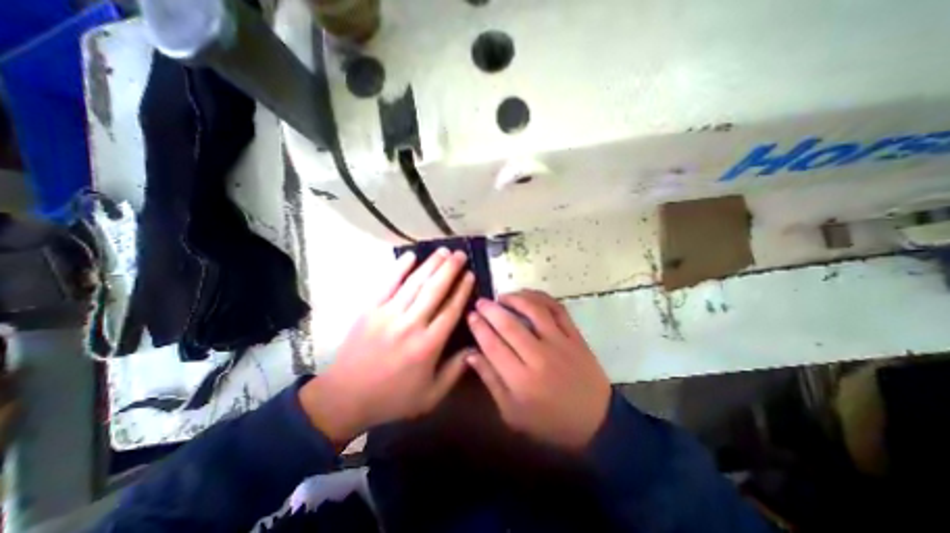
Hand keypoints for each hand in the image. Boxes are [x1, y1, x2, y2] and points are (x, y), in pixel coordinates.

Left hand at [298, 247, 472, 447]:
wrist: (345, 397)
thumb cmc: (393, 397)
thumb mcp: (431, 395)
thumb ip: (456, 371)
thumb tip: (475, 346)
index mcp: (428, 345)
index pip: (450, 310)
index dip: (462, 290)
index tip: (470, 274)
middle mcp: (410, 325)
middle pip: (434, 290)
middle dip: (450, 269)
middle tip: (460, 254)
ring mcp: (388, 314)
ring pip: (414, 283)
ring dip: (431, 265)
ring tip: (443, 251)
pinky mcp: (370, 310)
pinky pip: (387, 283)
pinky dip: (399, 267)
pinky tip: (411, 255)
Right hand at [467, 291, 608, 449]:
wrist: (596, 422)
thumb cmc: (549, 422)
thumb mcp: (512, 414)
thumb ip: (491, 381)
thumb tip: (471, 355)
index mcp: (521, 380)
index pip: (493, 345)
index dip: (479, 327)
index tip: (471, 315)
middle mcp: (539, 357)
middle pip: (509, 325)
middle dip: (490, 309)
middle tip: (481, 302)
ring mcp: (560, 343)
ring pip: (534, 311)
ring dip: (515, 299)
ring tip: (502, 297)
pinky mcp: (575, 336)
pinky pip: (557, 309)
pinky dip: (541, 297)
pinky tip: (528, 296)